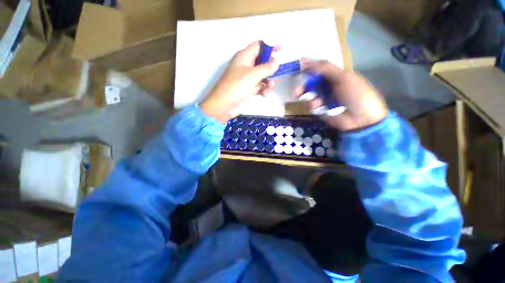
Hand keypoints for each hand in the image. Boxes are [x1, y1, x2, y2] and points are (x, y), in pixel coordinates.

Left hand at [201, 41, 279, 122]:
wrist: (224, 105)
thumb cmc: (236, 87)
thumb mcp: (252, 75)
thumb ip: (266, 67)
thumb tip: (277, 60)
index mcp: (244, 57)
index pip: (259, 45)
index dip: (270, 46)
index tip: (282, 49)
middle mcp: (245, 66)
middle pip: (262, 62)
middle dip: (270, 68)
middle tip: (277, 73)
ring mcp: (246, 78)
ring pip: (262, 76)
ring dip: (268, 81)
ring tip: (269, 88)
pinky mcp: (247, 89)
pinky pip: (259, 86)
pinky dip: (263, 89)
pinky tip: (264, 95)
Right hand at [296, 61, 388, 130]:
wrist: (362, 119)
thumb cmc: (356, 95)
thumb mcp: (343, 77)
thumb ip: (325, 68)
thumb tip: (306, 60)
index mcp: (337, 76)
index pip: (319, 69)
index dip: (309, 68)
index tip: (298, 67)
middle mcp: (329, 86)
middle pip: (312, 84)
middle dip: (303, 87)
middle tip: (296, 92)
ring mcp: (325, 98)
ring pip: (310, 95)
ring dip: (309, 98)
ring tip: (313, 102)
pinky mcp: (322, 110)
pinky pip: (312, 105)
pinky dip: (313, 106)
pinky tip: (318, 107)